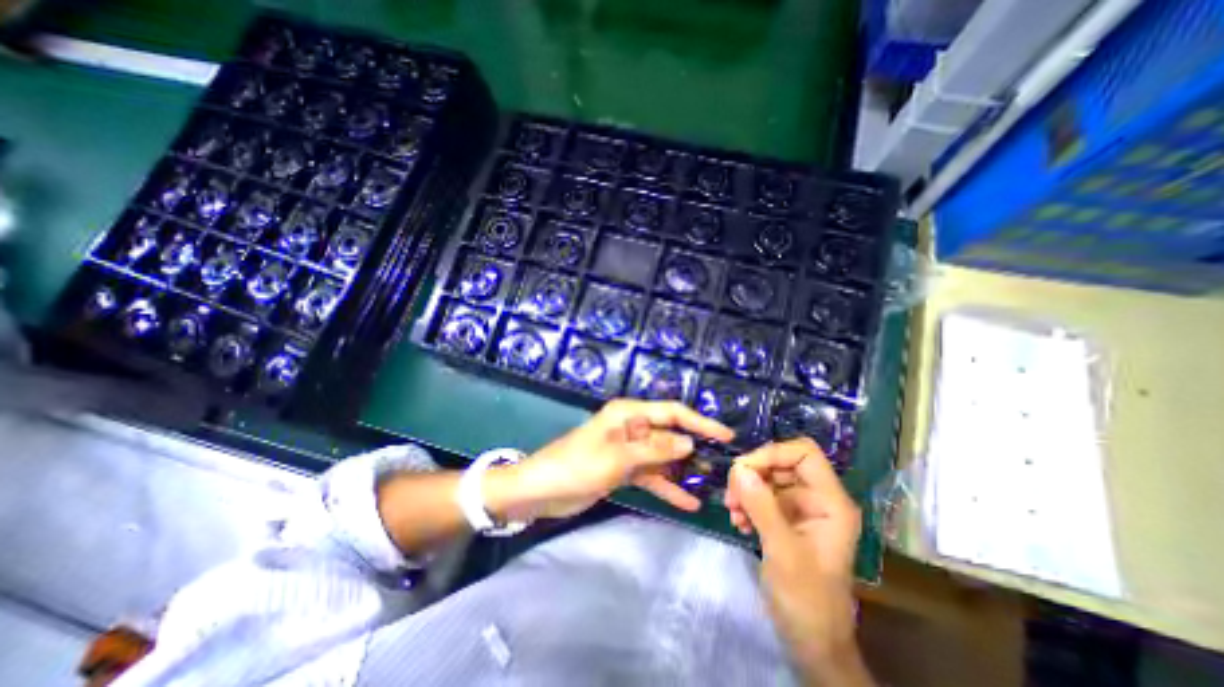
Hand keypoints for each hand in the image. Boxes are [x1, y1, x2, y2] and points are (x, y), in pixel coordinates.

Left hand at [491, 399, 729, 518]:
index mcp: (629, 414)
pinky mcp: (624, 469)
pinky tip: (688, 503)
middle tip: (724, 466)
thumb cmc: (577, 465)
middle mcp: (632, 427)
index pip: (671, 412)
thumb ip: (654, 450)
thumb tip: (689, 443)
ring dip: (683, 471)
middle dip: (695, 449)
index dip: (700, 422)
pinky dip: (667, 487)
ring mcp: (629, 450)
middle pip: (670, 435)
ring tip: (712, 487)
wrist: (541, 491)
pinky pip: (651, 475)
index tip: (726, 435)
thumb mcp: (617, 457)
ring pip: (663, 457)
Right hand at [725, 439, 868, 686]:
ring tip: (733, 512)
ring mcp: (800, 509)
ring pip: (767, 479)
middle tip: (731, 495)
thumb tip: (738, 469)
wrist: (811, 642)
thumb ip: (762, 507)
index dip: (773, 453)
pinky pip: (761, 496)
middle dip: (753, 474)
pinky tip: (738, 522)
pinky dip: (746, 503)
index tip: (743, 469)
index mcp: (830, 502)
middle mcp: (817, 499)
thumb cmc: (807, 600)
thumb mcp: (783, 552)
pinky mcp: (785, 519)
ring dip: (745, 490)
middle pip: (781, 463)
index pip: (804, 453)